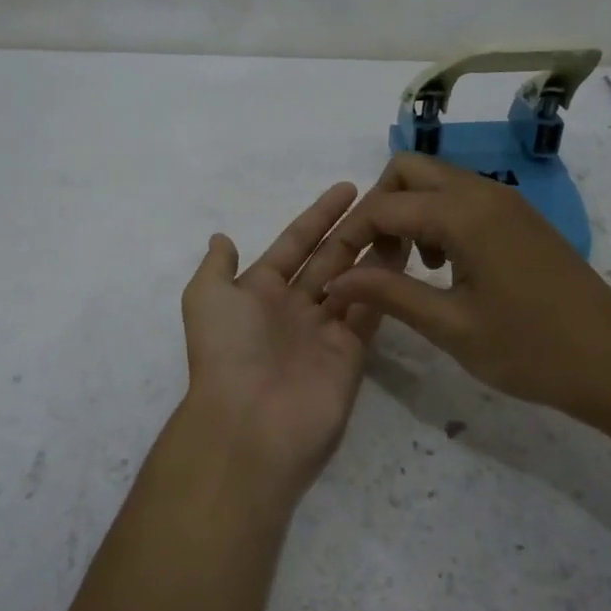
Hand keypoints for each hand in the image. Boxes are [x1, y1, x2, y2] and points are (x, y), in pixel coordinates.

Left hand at [179, 183, 399, 500]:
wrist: (250, 422)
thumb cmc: (227, 350)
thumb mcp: (206, 298)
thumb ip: (217, 266)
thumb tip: (222, 238)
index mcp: (259, 290)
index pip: (295, 244)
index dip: (319, 216)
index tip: (347, 189)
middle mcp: (293, 307)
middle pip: (329, 258)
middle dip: (353, 230)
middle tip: (386, 202)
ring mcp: (324, 330)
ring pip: (355, 281)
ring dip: (375, 253)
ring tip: (403, 223)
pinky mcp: (350, 353)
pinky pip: (369, 311)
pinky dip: (385, 287)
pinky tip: (404, 258)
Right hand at [320, 153, 610, 428]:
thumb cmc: (530, 350)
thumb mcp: (450, 326)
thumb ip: (388, 294)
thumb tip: (335, 280)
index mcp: (464, 214)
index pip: (384, 205)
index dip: (351, 235)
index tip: (335, 271)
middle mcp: (483, 192)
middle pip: (408, 170)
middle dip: (379, 207)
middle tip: (378, 259)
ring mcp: (506, 200)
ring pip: (436, 180)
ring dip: (410, 211)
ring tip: (410, 266)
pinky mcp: (520, 216)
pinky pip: (463, 196)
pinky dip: (438, 217)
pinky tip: (446, 266)